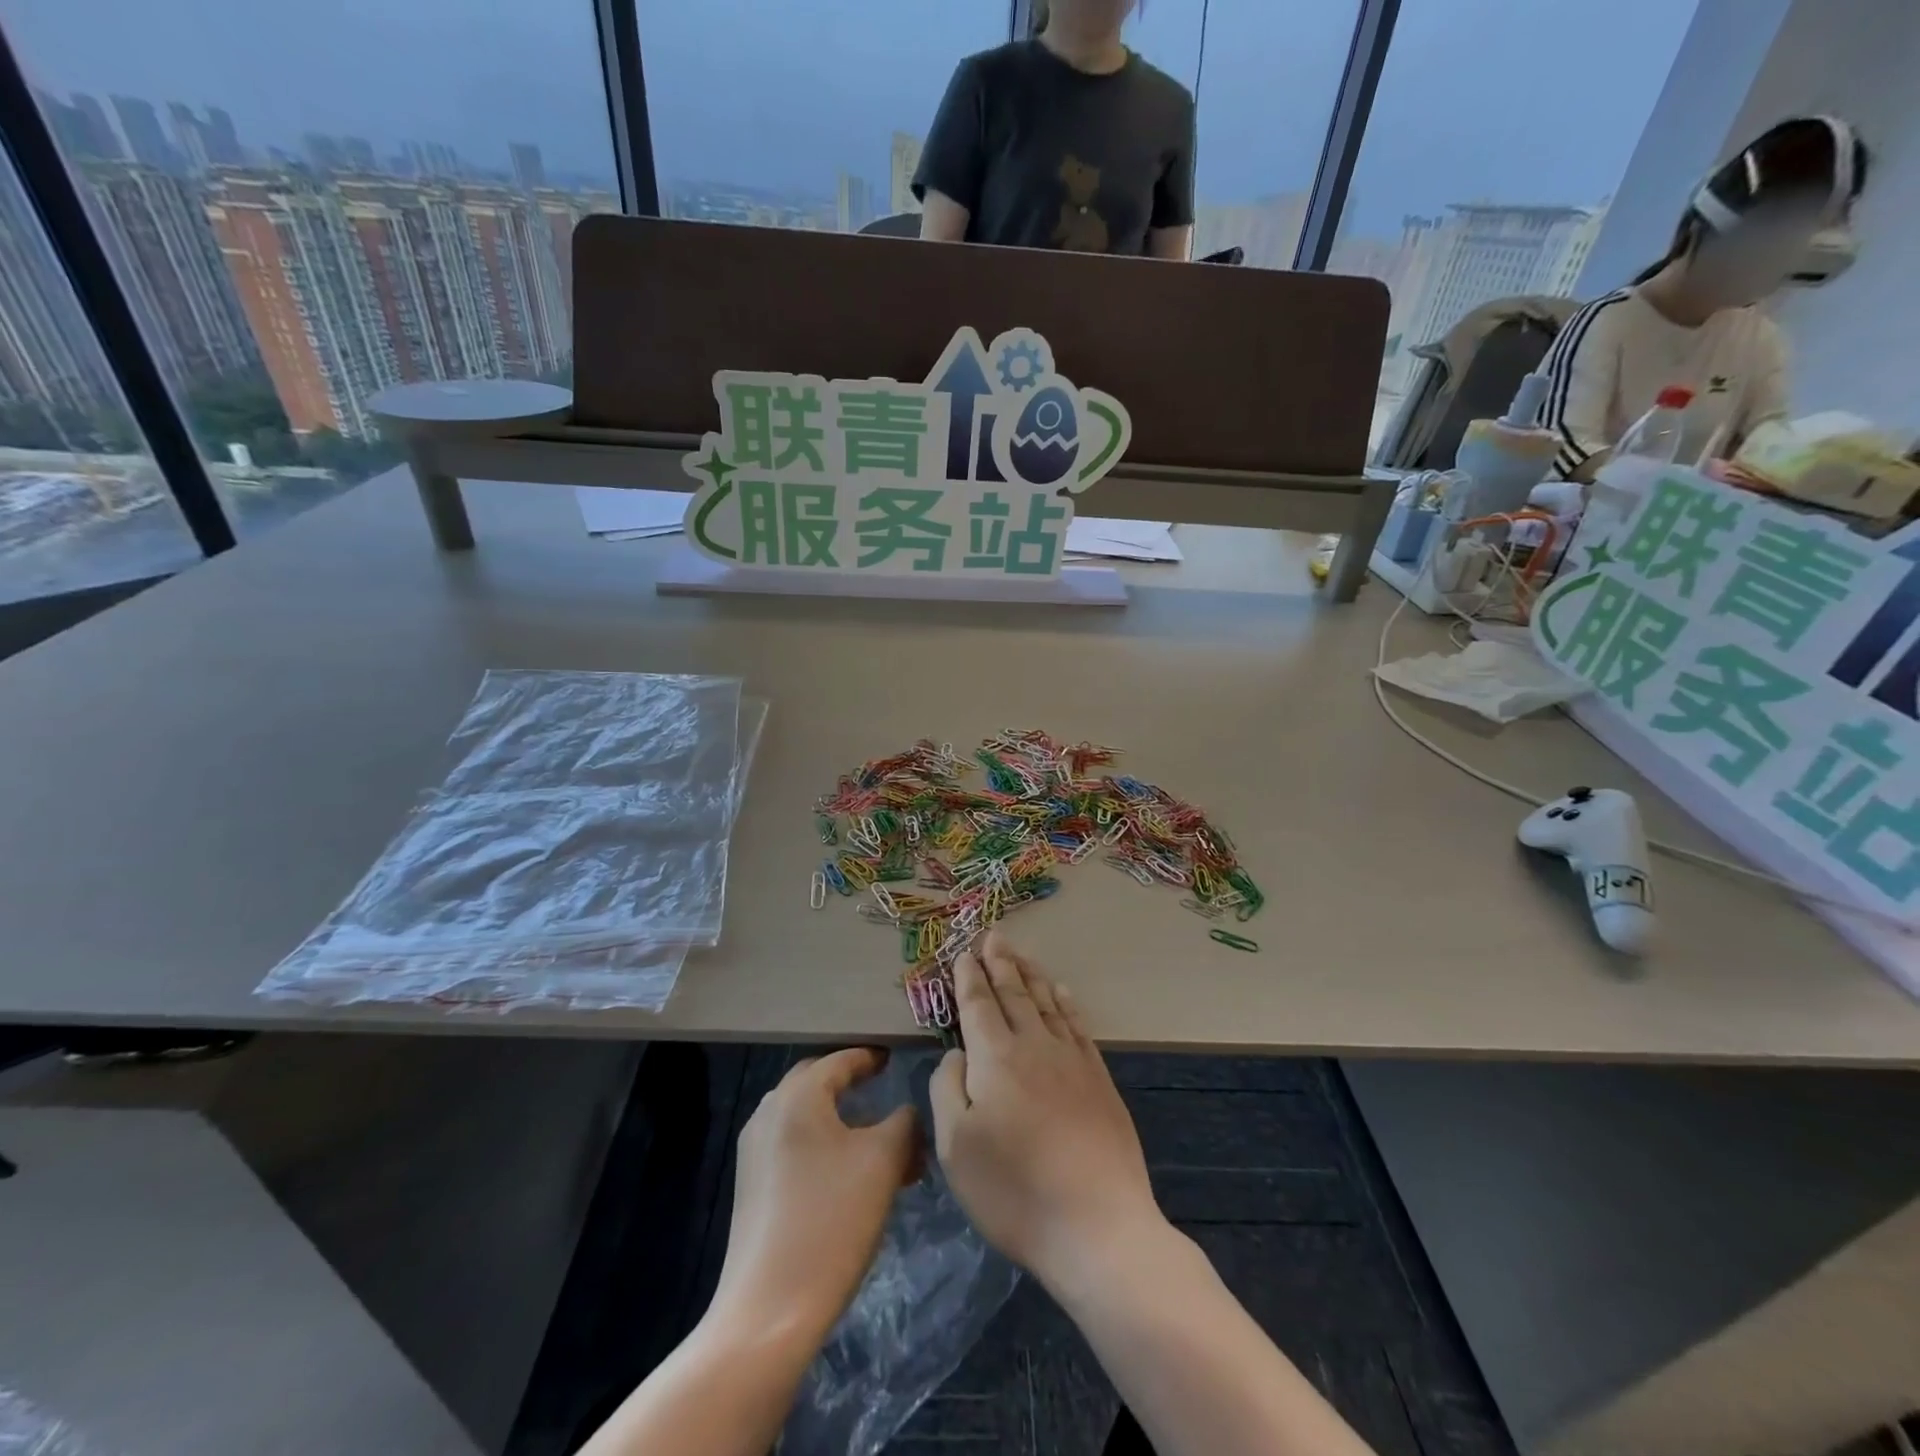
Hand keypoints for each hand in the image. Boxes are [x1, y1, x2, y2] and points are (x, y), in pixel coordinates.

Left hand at [712, 1048, 919, 1345]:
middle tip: (884, 1089)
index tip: (895, 1059)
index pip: (840, 1060)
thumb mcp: (884, 1162)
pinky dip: (824, 1145)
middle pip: (817, 1082)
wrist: (770, 1311)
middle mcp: (769, 1112)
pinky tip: (851, 1174)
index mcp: (798, 1096)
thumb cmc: (832, 1221)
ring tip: (879, 1141)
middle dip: (852, 1083)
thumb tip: (908, 1112)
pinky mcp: (751, 1186)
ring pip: (806, 1117)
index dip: (870, 1058)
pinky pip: (794, 1145)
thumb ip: (904, 1123)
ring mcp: (755, 1151)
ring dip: (841, 1119)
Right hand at [930, 930, 1164, 1288]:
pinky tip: (1061, 992)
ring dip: (1031, 974)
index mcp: (995, 1058)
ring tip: (1020, 953)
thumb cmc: (1013, 1192)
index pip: (978, 1005)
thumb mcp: (955, 1147)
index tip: (965, 953)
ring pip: (1046, 1002)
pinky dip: (1066, 1003)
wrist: (1097, 1226)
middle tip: (993, 936)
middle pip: (1014, 994)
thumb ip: (948, 1088)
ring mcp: (1071, 1060)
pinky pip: (1078, 1025)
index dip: (969, 977)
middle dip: (1000, 963)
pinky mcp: (1099, 1079)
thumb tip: (957, 1052)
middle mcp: (1034, 1046)